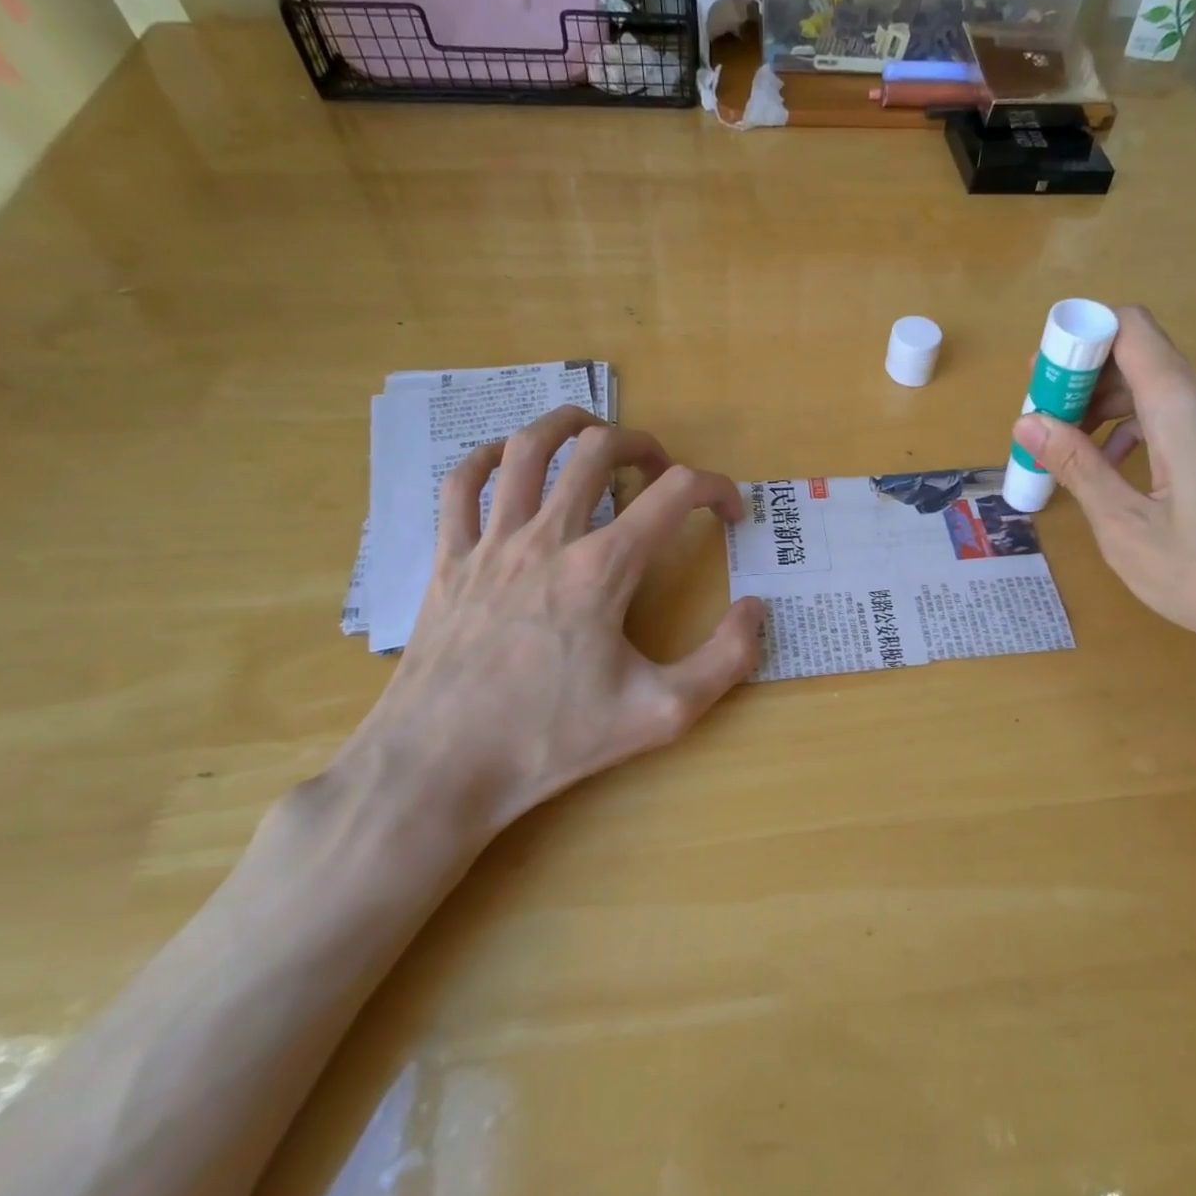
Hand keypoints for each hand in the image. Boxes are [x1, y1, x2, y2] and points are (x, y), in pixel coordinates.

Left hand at [337, 407, 764, 832]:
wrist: (439, 769)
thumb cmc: (551, 741)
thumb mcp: (660, 714)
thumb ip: (724, 661)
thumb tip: (755, 610)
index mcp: (603, 568)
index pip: (675, 494)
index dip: (717, 490)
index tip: (731, 512)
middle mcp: (548, 538)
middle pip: (599, 451)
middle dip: (643, 446)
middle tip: (661, 470)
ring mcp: (491, 543)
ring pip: (528, 449)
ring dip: (568, 426)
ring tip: (594, 432)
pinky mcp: (448, 560)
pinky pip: (461, 485)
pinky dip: (489, 459)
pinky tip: (507, 463)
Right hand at [1012, 305, 1195, 683]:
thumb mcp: (1127, 527)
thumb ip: (1078, 466)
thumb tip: (1028, 421)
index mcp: (1185, 405)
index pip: (1128, 328)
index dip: (1078, 337)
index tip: (1040, 377)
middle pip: (1142, 359)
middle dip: (1085, 384)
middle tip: (1043, 427)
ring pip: (1165, 391)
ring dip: (1113, 412)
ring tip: (1074, 456)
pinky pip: (1189, 418)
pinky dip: (1146, 431)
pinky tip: (1125, 473)